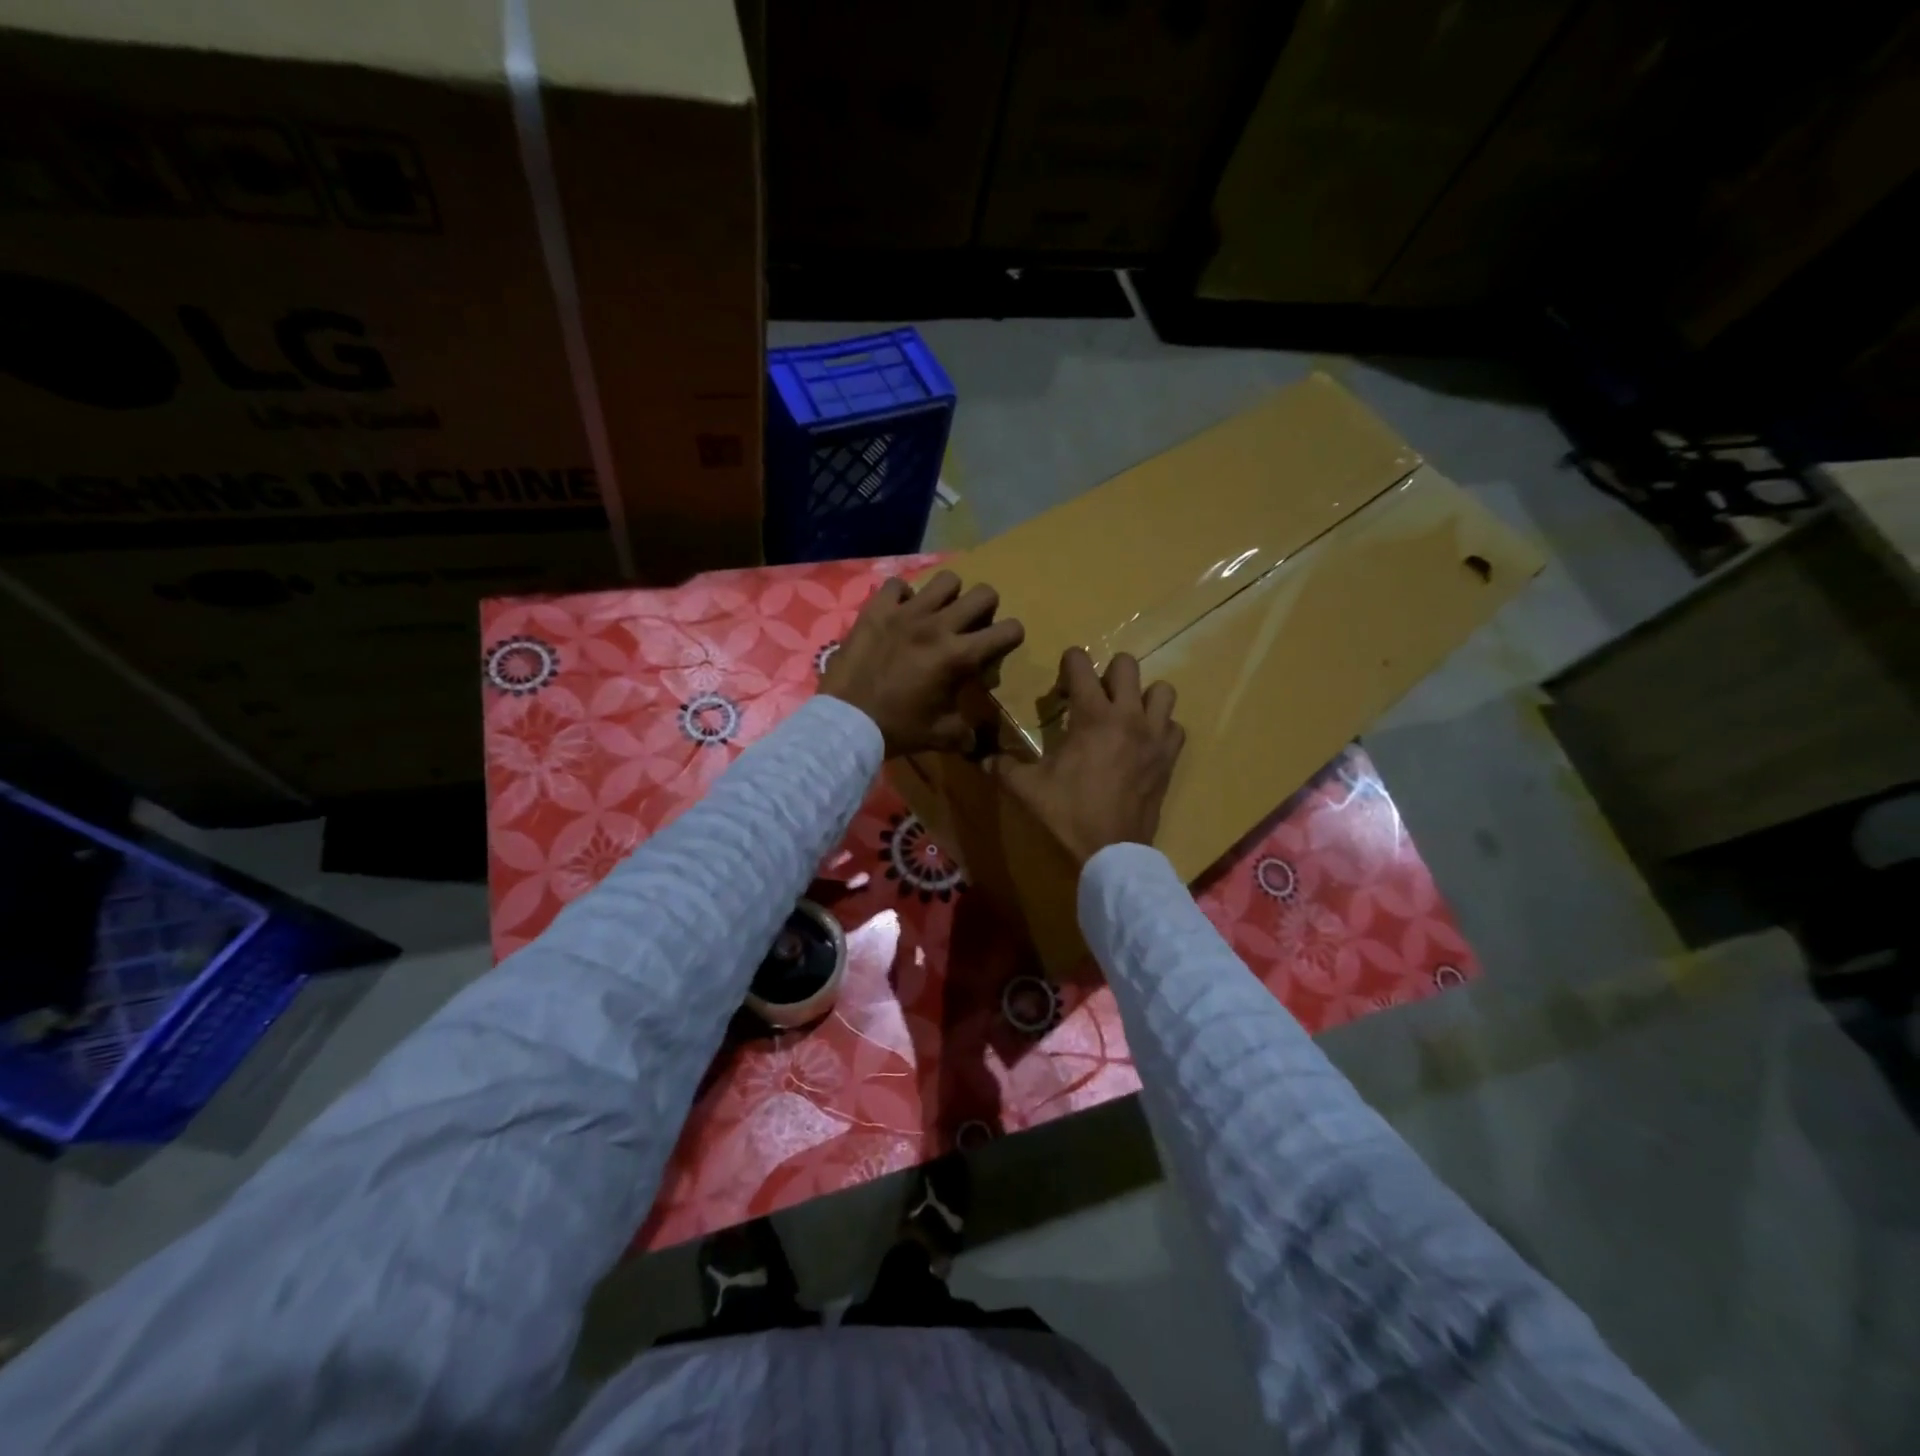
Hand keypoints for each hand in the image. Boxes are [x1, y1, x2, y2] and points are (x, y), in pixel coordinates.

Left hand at [820, 571, 1024, 756]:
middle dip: (986, 609)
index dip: (1011, 636)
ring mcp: (906, 613)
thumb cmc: (897, 730)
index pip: (1008, 630)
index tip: (1000, 646)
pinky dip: (903, 596)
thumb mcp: (940, 736)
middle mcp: (938, 626)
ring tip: (938, 613)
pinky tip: (900, 613)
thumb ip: (965, 732)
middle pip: (984, 594)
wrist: (846, 722)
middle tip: (972, 626)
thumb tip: (975, 740)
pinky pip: (897, 585)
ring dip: (949, 595)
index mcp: (958, 656)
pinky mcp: (877, 610)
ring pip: (946, 580)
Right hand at [991, 648, 1183, 866]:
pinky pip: (1174, 726)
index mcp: (1093, 716)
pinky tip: (1144, 742)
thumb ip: (1003, 766)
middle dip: (1108, 672)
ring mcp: (1155, 736)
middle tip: (1094, 696)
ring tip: (1126, 714)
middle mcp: (1129, 716)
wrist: (1111, 852)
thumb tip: (979, 757)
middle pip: (1128, 665)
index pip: (1082, 665)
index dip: (1069, 661)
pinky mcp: (1169, 758)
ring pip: (1162, 690)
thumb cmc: (1067, 813)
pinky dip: (1161, 727)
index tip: (1062, 679)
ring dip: (1143, 696)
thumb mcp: (1027, 788)